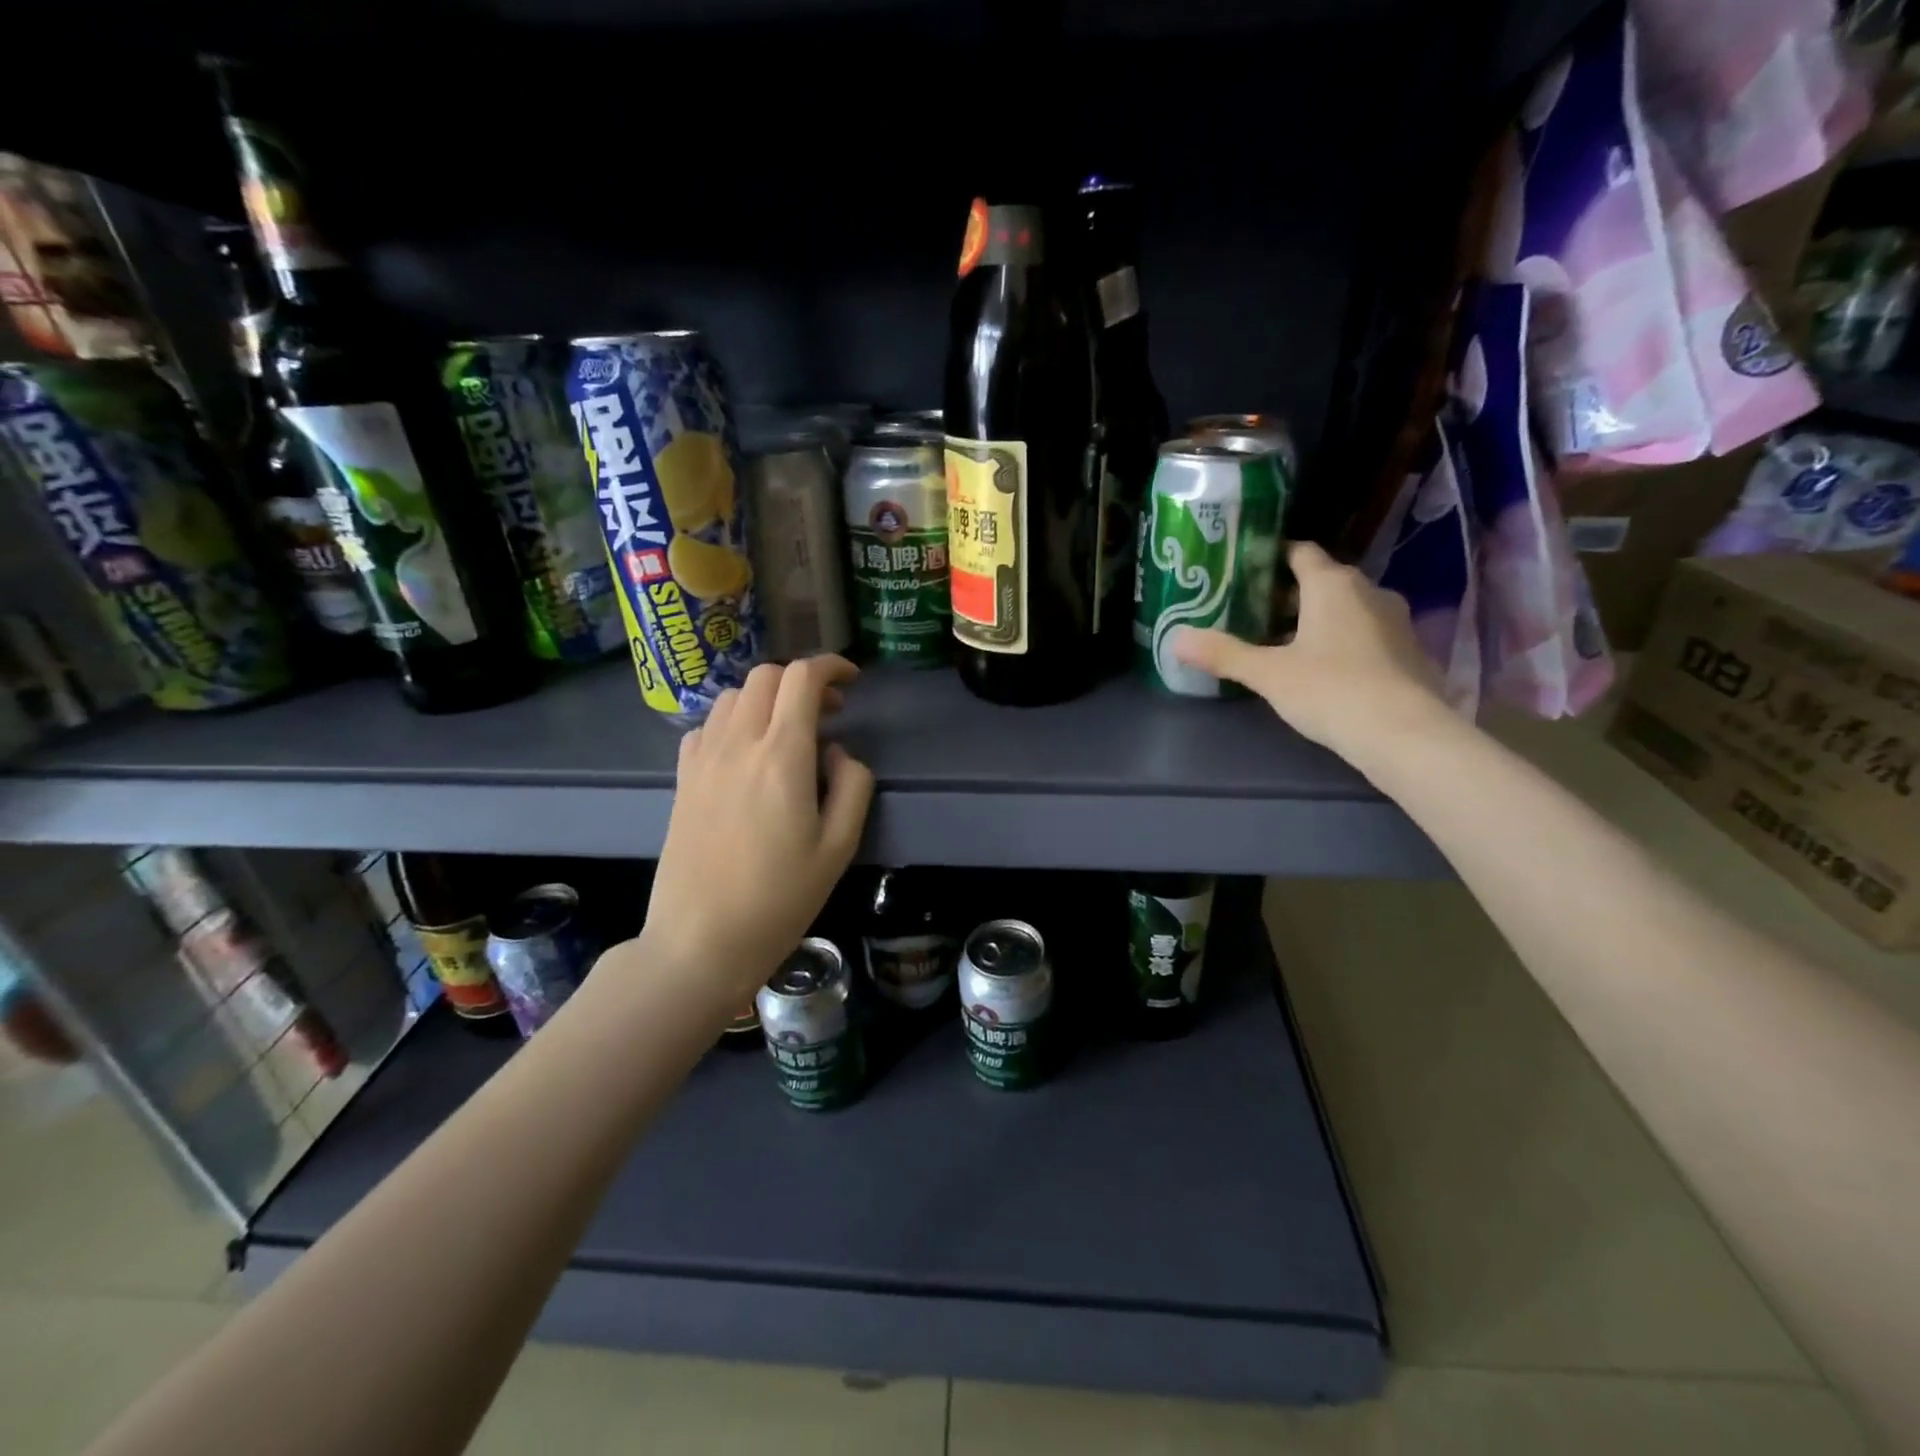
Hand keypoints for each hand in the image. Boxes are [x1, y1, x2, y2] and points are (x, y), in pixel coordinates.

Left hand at [640, 656, 874, 1003]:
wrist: (700, 940)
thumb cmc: (779, 898)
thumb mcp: (839, 847)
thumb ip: (852, 786)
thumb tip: (837, 752)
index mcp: (781, 755)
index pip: (802, 678)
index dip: (831, 666)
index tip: (852, 681)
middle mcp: (738, 744)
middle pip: (766, 676)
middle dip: (802, 680)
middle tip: (828, 712)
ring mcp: (703, 759)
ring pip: (734, 696)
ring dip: (767, 698)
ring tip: (789, 731)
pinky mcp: (683, 779)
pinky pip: (707, 726)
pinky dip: (734, 721)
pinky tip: (747, 753)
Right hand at [1173, 541, 1448, 764]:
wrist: (1405, 734)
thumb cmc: (1330, 690)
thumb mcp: (1268, 673)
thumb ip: (1223, 654)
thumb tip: (1175, 639)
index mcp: (1333, 584)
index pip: (1300, 552)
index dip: (1272, 557)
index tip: (1244, 571)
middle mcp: (1369, 591)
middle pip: (1322, 581)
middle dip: (1288, 595)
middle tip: (1250, 612)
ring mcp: (1395, 621)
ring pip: (1346, 609)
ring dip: (1315, 620)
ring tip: (1280, 643)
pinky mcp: (1408, 651)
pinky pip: (1366, 633)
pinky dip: (1341, 641)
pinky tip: (1321, 668)